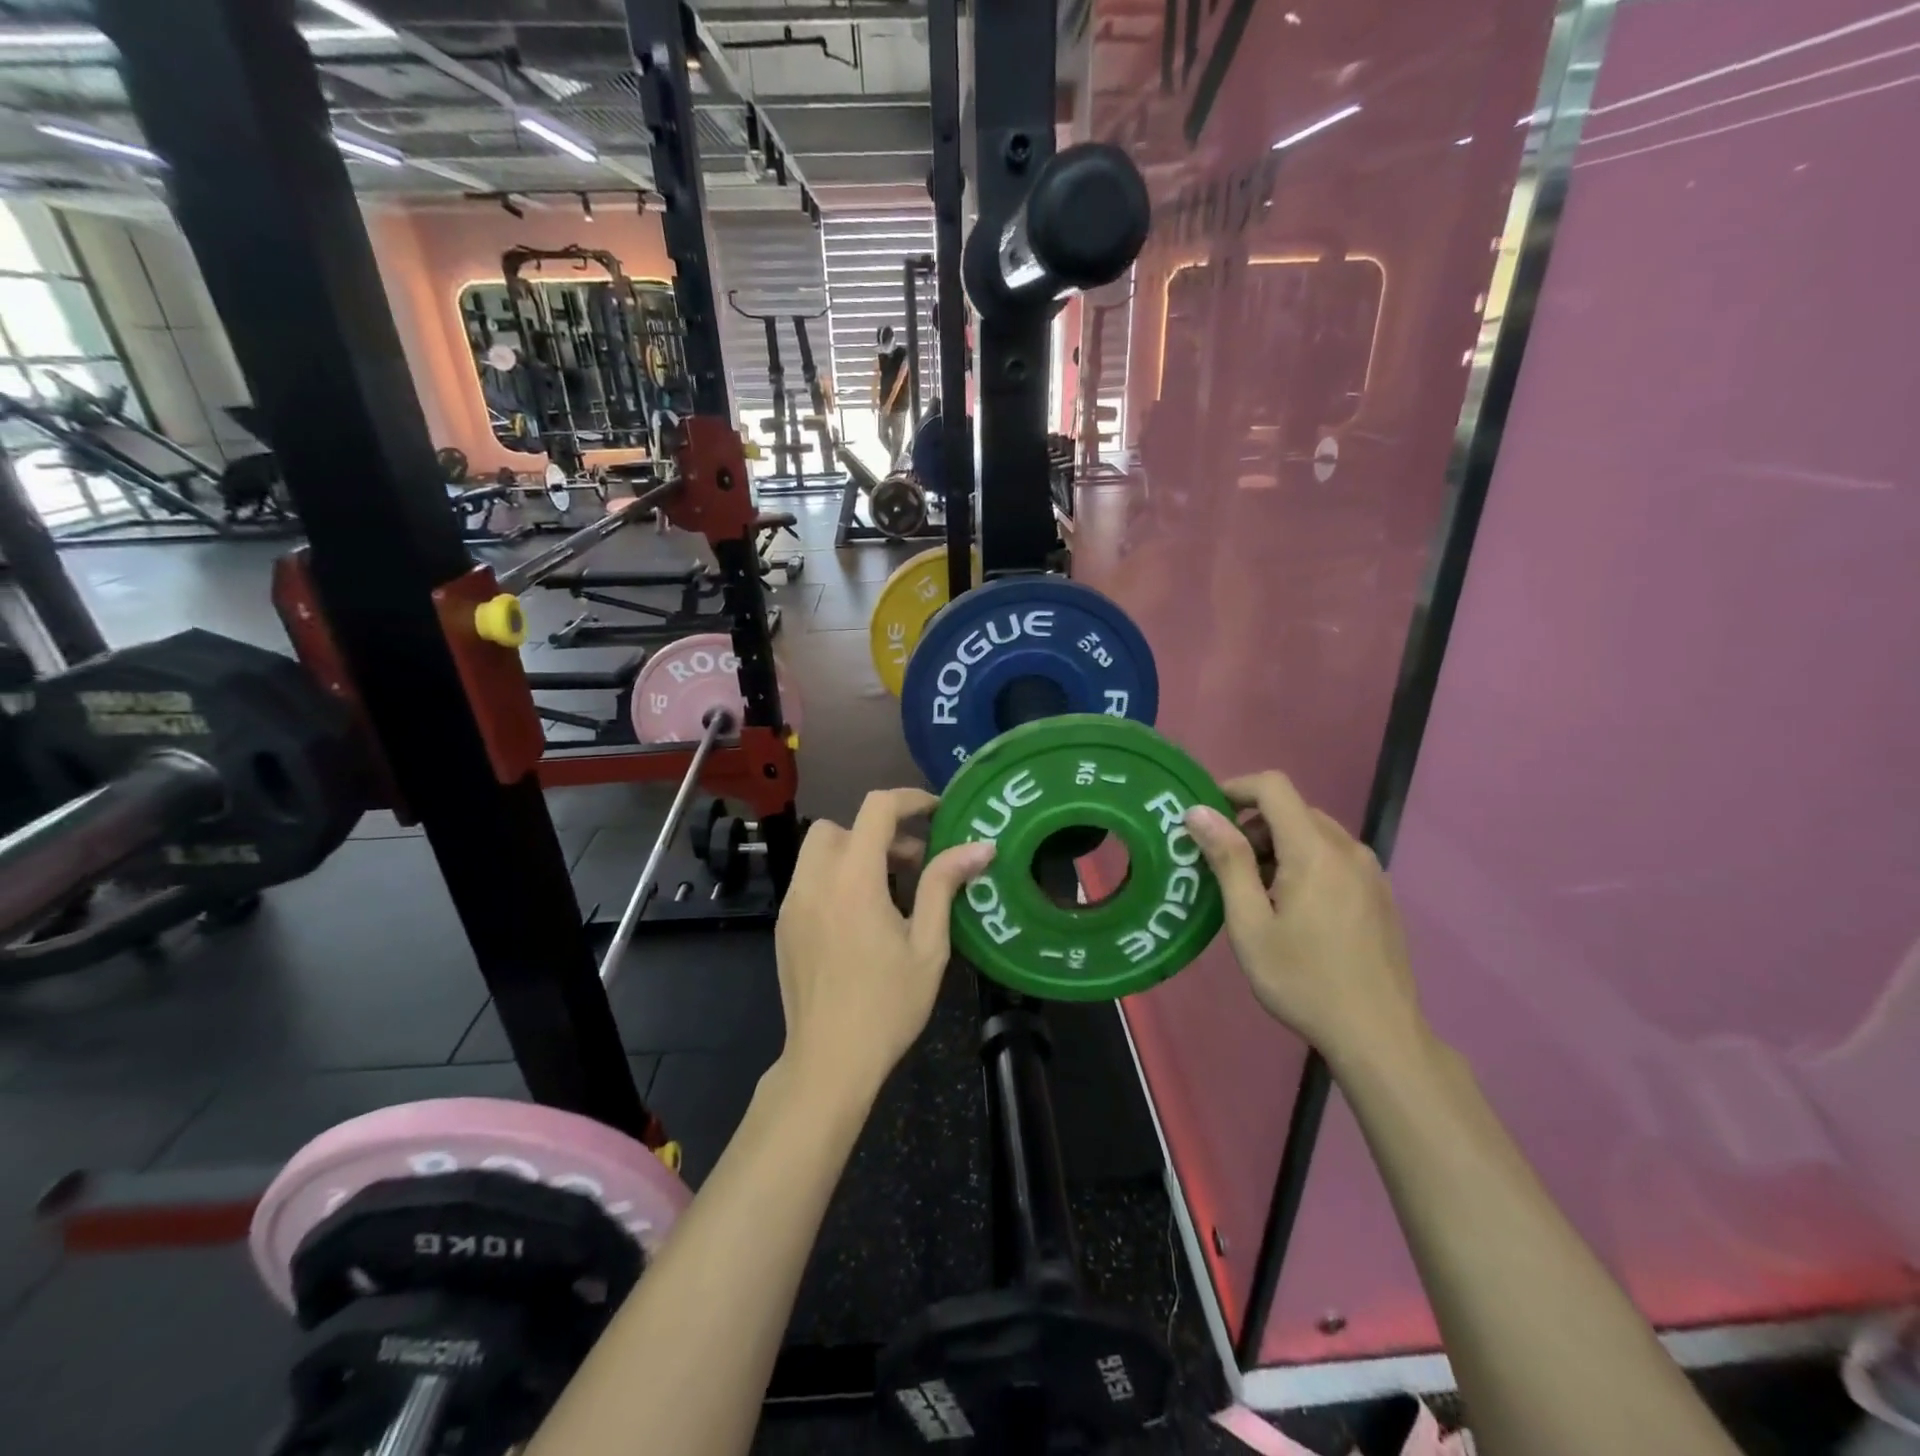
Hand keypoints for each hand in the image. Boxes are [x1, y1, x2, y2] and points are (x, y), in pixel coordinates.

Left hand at [774, 789, 995, 1097]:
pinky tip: (861, 919)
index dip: (910, 800)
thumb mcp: (928, 945)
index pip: (876, 809)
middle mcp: (815, 881)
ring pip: (820, 851)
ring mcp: (792, 903)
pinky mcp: (784, 925)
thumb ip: (945, 885)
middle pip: (841, 825)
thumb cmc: (888, 1005)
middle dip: (878, 832)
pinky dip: (836, 878)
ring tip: (890, 892)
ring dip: (855, 853)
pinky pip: (809, 880)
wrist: (829, 1061)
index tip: (937, 812)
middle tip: (913, 862)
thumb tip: (980, 846)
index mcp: (853, 880)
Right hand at [1184, 773, 1425, 1069]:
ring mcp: (1370, 870)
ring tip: (1256, 892)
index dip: (1235, 788)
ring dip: (1277, 845)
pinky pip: (1334, 856)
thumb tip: (1199, 812)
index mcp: (1315, 850)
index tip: (1207, 817)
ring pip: (1314, 832)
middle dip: (1252, 825)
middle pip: (1293, 809)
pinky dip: (1304, 861)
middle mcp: (1348, 849)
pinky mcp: (1379, 893)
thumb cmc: (1303, 980)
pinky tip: (1293, 908)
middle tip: (1225, 867)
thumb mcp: (1250, 923)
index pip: (1273, 786)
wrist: (1379, 1035)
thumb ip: (1227, 860)